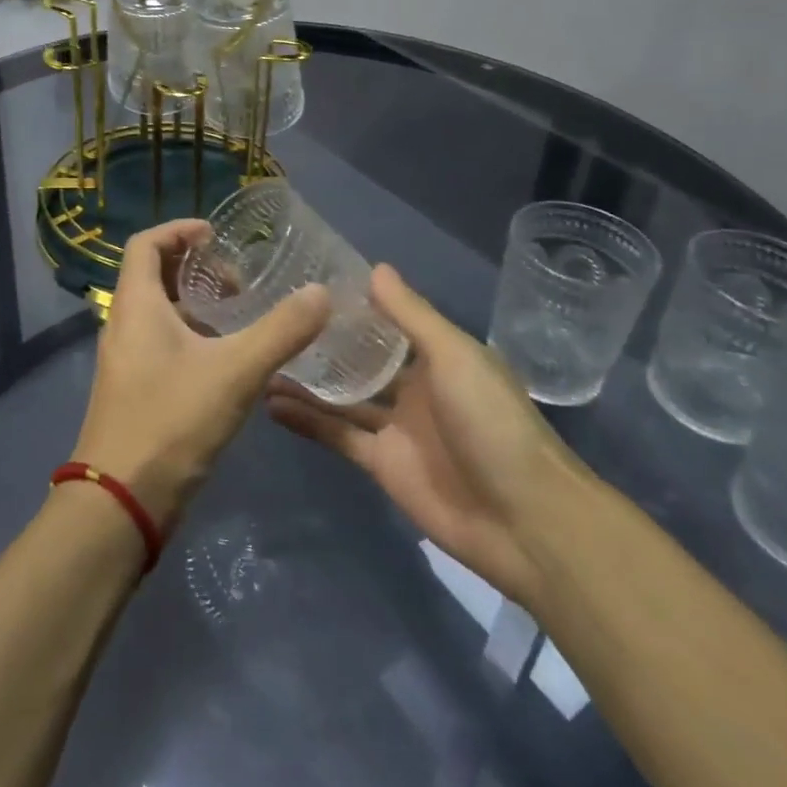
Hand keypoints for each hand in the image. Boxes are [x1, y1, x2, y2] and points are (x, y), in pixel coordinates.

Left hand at [72, 218, 330, 527]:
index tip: (216, 236)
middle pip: (154, 276)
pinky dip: (192, 337)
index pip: (145, 243)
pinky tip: (228, 363)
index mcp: (136, 305)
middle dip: (196, 269)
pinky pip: (161, 344)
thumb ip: (281, 331)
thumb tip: (321, 292)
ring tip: (240, 319)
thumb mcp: (235, 371)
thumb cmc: (170, 421)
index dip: (179, 229)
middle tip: (238, 284)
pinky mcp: (133, 391)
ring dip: (196, 306)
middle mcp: (123, 325)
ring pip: (159, 314)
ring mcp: (125, 360)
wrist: (120, 503)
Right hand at [266, 263, 591, 605]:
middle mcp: (414, 387)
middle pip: (361, 360)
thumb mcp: (454, 355)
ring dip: (306, 382)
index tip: (310, 284)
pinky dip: (306, 420)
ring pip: (342, 398)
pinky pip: (337, 435)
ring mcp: (395, 428)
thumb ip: (411, 315)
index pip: (388, 323)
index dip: (354, 306)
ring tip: (261, 358)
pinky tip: (269, 402)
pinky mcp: (380, 464)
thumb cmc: (492, 421)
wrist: (524, 520)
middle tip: (273, 318)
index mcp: (437, 357)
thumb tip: (375, 267)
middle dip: (324, 344)